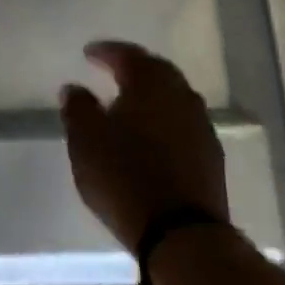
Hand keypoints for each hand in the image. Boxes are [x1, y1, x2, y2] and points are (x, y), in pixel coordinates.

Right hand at [59, 40, 228, 252]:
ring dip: (150, 95)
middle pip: (157, 72)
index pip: (128, 55)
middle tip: (112, 69)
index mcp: (152, 84)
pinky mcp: (210, 156)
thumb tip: (75, 88)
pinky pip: (181, 123)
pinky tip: (149, 134)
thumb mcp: (86, 141)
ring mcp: (201, 126)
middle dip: (133, 68)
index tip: (88, 52)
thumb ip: (78, 109)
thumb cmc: (124, 177)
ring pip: (172, 98)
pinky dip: (162, 120)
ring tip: (128, 102)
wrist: (182, 233)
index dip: (106, 51)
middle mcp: (182, 97)